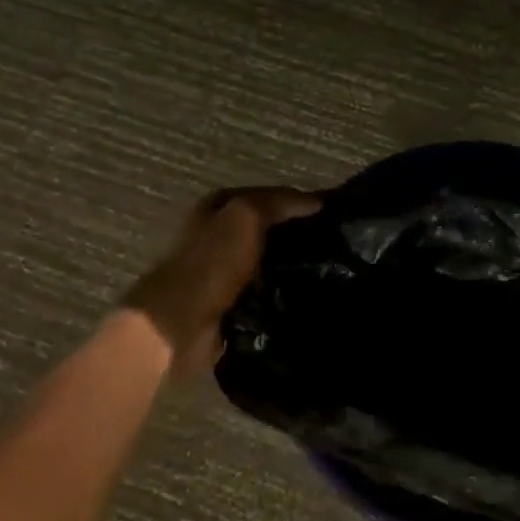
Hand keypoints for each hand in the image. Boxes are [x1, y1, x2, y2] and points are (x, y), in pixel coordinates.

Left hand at [122, 188, 320, 372]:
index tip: (335, 215)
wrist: (181, 323)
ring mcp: (223, 272)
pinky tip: (309, 298)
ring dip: (293, 268)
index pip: (267, 197)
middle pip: (267, 230)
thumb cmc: (212, 262)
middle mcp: (218, 236)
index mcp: (217, 208)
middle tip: (338, 245)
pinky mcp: (230, 305)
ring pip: (269, 263)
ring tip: (331, 273)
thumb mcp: (246, 216)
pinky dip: (284, 295)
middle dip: (298, 236)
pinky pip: (265, 293)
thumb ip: (279, 202)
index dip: (299, 202)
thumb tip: (317, 202)